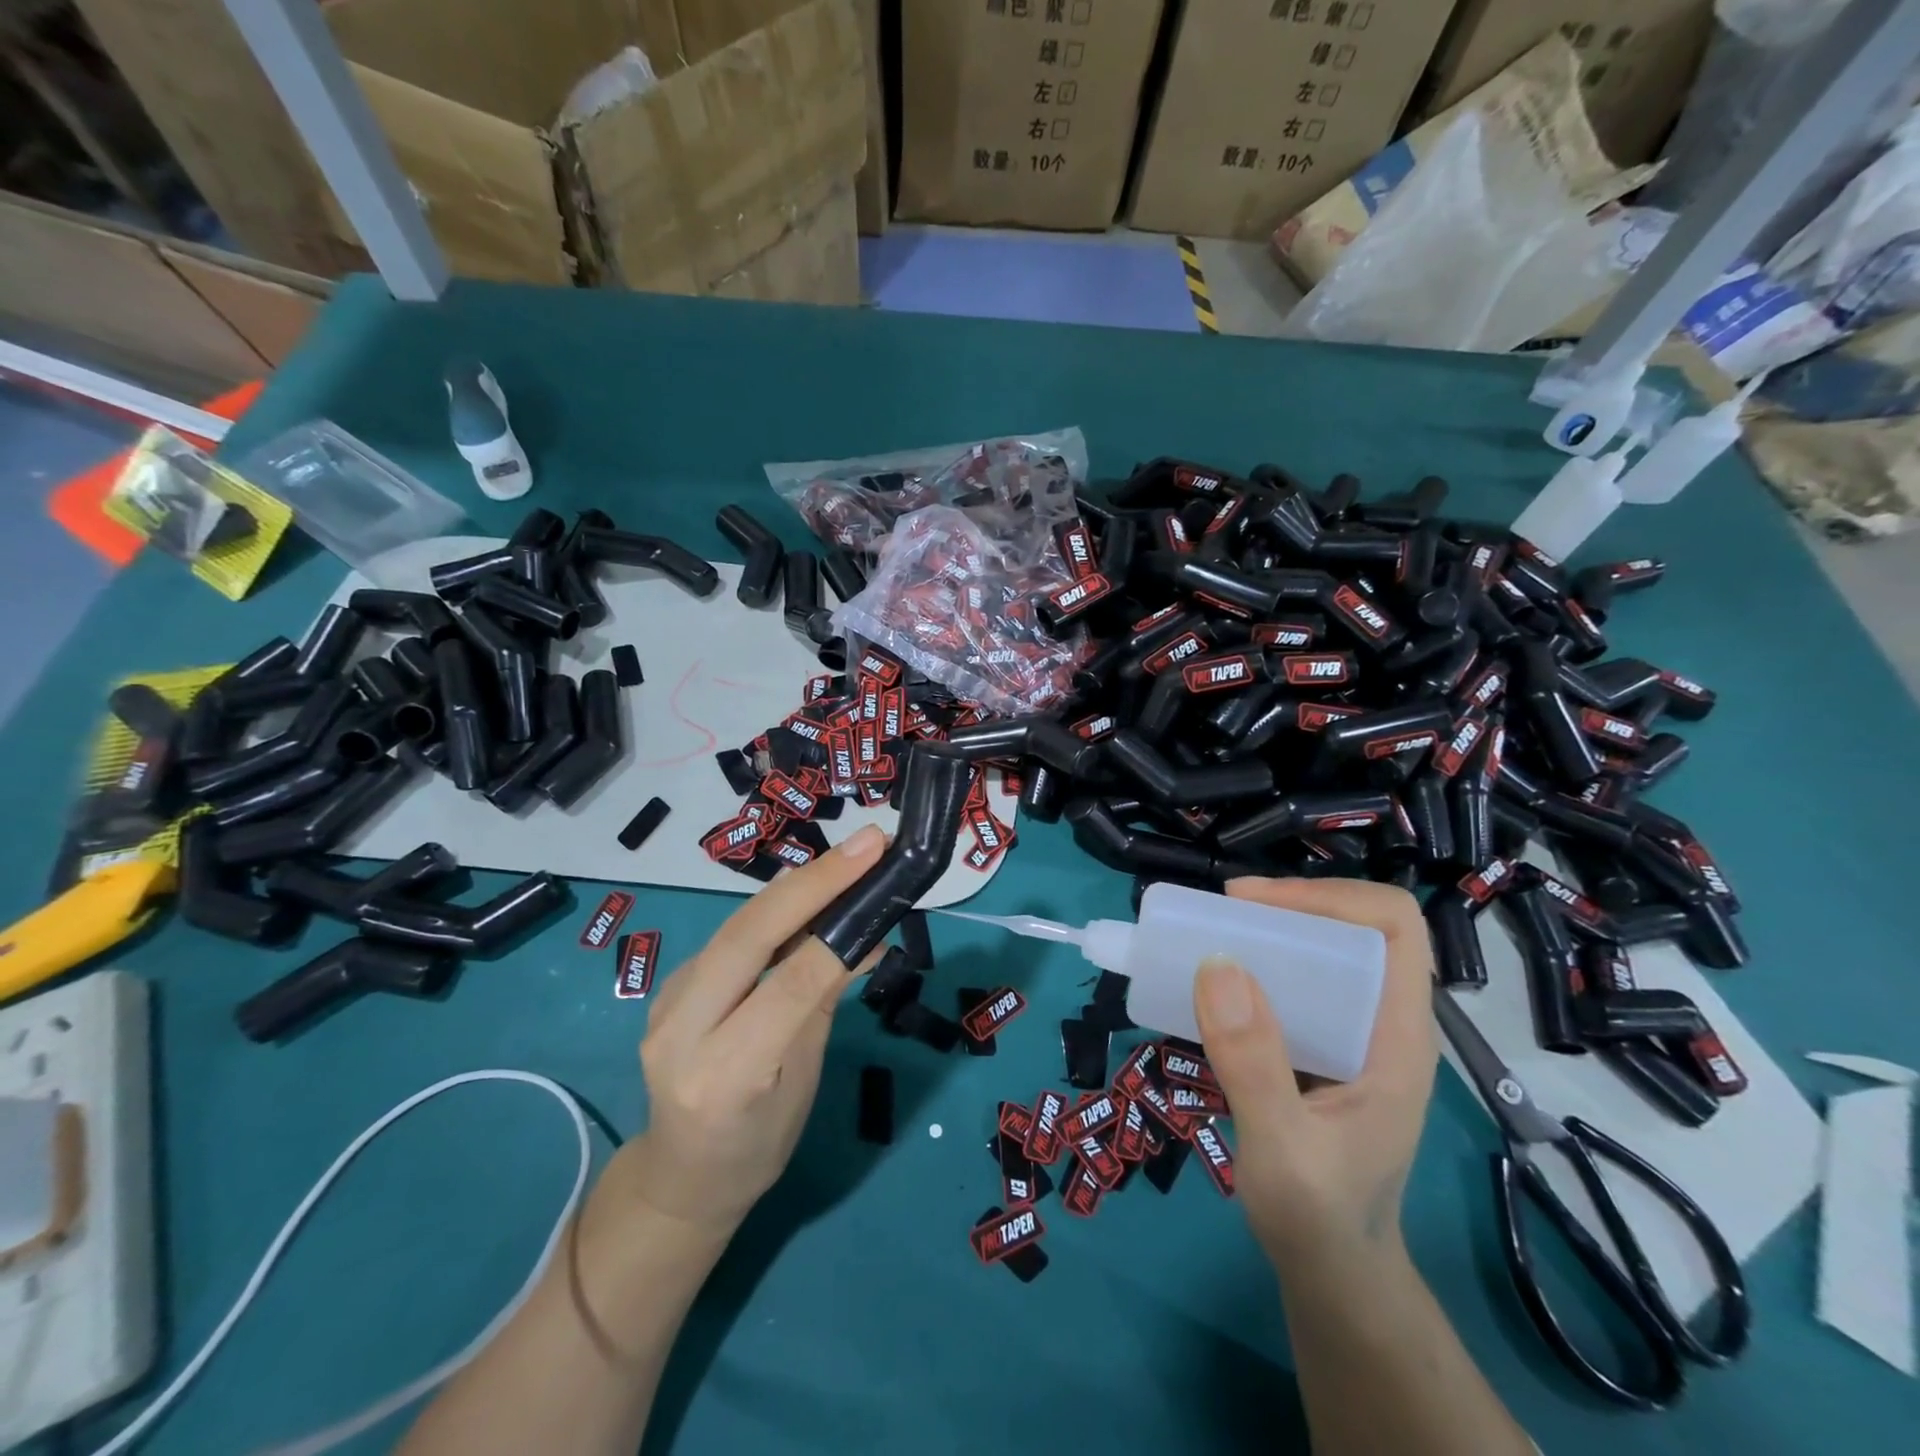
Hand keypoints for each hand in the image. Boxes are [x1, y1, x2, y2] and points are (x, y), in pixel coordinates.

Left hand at [619, 824, 886, 1231]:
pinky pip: (728, 937)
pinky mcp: (666, 987)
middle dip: (811, 882)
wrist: (681, 1177)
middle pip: (748, 937)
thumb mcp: (803, 1080)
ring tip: (848, 858)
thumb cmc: (758, 1144)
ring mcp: (664, 1005)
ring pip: (735, 927)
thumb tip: (867, 933)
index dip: (837, 930)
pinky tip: (808, 893)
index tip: (878, 875)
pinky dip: (774, 910)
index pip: (788, 988)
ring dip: (795, 886)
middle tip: (867, 843)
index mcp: (724, 1075)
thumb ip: (824, 1000)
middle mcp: (680, 1033)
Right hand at [1192, 877, 1436, 1275]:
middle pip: (1352, 928)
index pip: (1394, 927)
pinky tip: (1212, 983)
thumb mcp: (1283, 1149)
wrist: (1332, 1272)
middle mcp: (1381, 1022)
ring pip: (1321, 952)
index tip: (1251, 905)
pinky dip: (1254, 967)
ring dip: (1266, 934)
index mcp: (1397, 1036)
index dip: (1329, 896)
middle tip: (1219, 916)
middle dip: (1286, 907)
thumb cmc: (1320, 1218)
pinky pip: (1294, 983)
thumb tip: (1217, 964)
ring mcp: (1353, 1034)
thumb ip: (1253, 1064)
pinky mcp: (1321, 1046)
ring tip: (1208, 938)